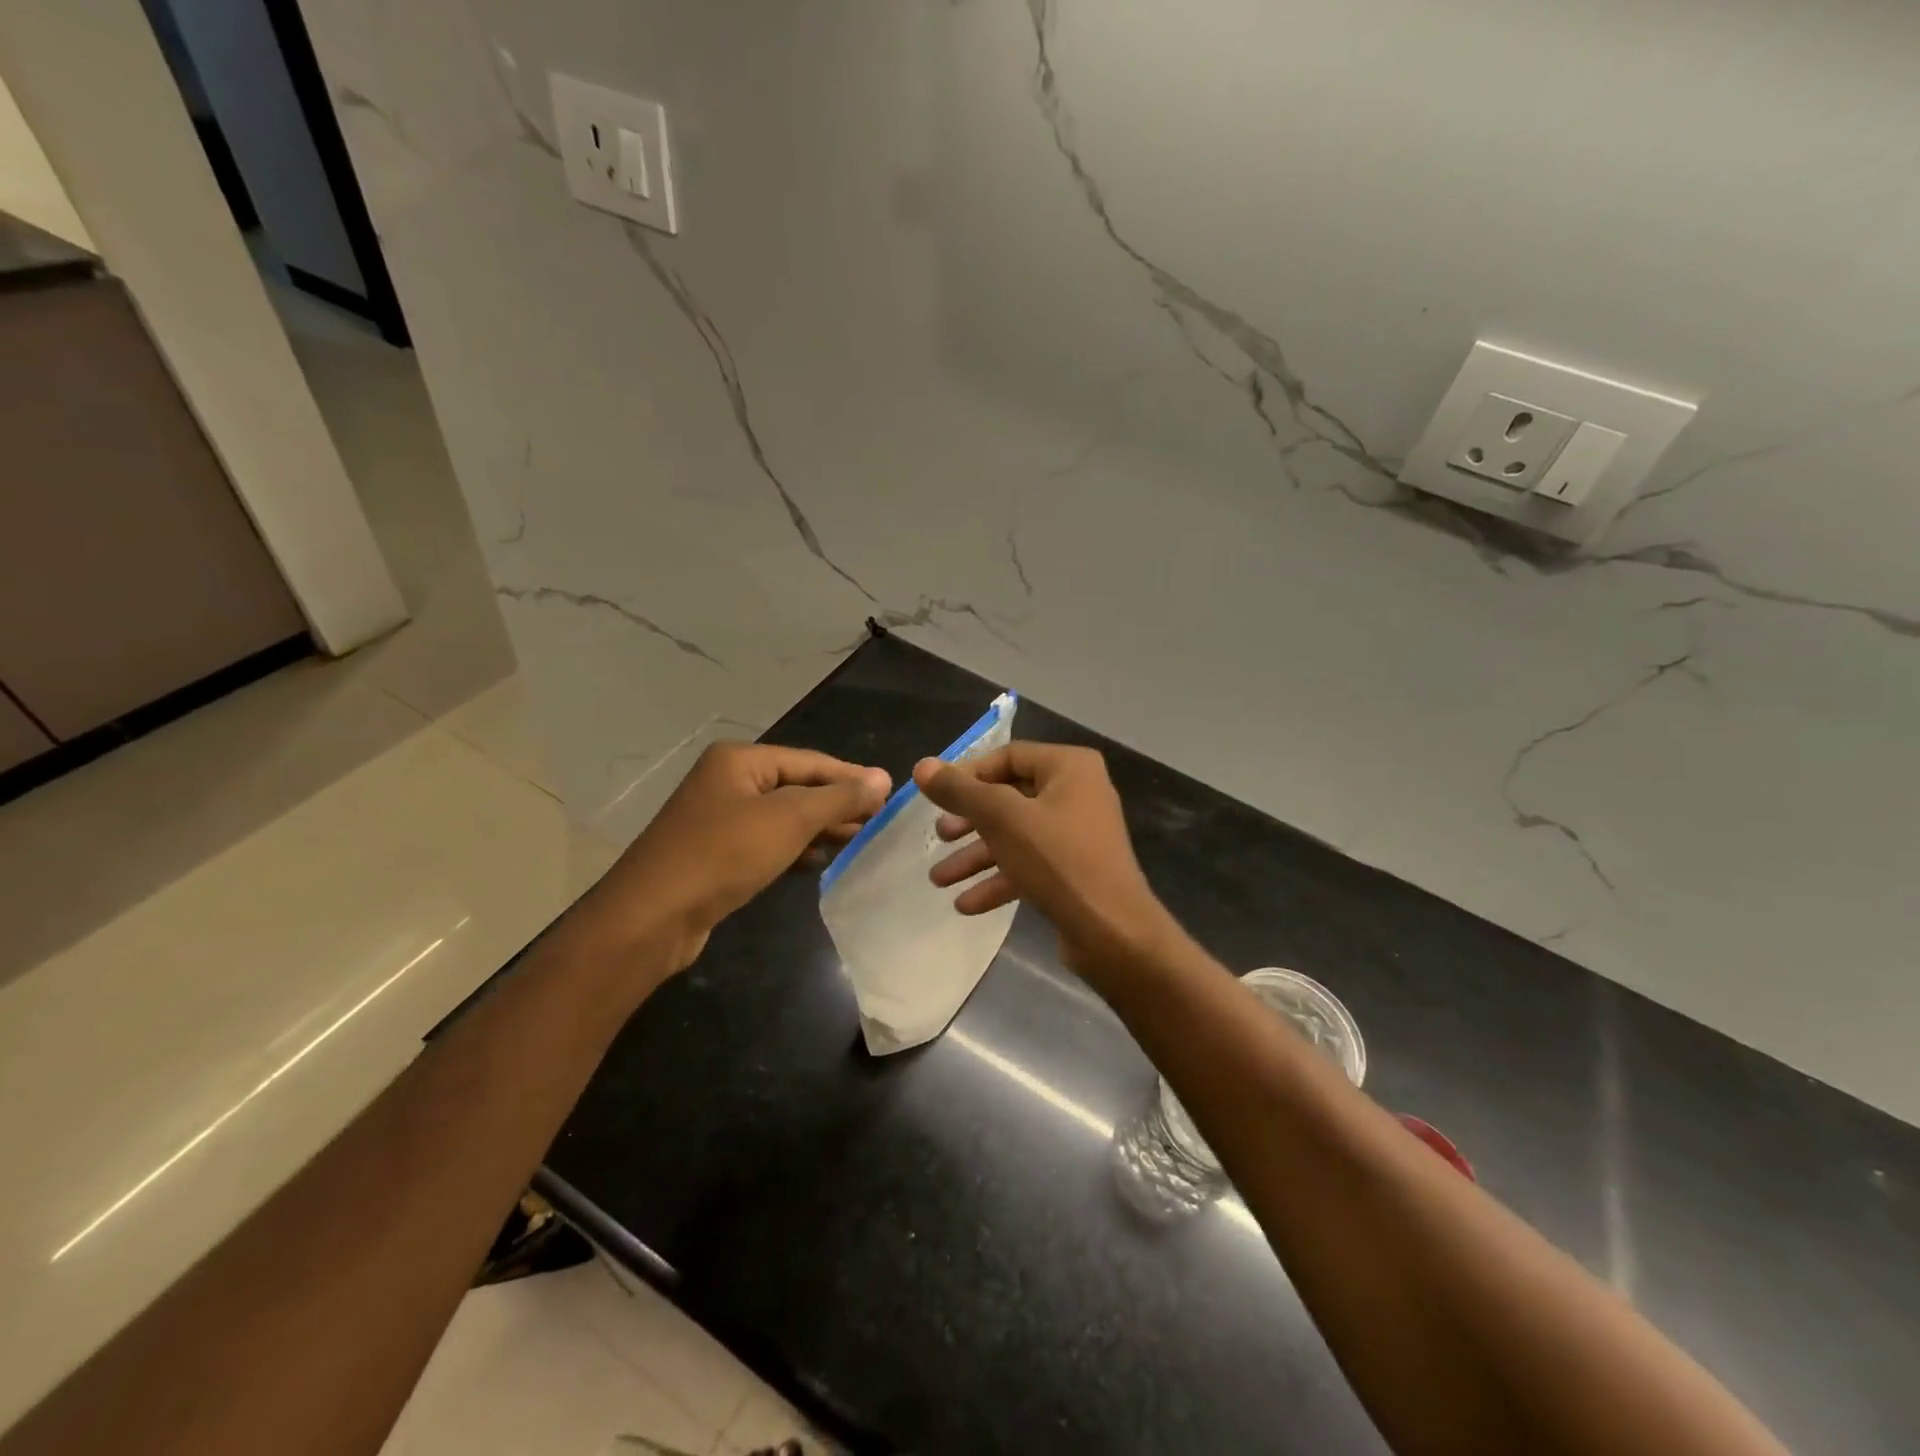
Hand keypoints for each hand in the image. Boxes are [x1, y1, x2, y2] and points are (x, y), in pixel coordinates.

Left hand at [584, 742, 888, 971]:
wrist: (651, 918)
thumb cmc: (722, 855)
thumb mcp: (789, 820)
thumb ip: (838, 797)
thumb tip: (883, 777)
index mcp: (740, 760)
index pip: (811, 761)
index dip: (852, 778)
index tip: (890, 797)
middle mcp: (728, 781)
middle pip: (797, 786)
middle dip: (837, 805)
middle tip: (879, 824)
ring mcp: (720, 818)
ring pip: (783, 816)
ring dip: (820, 828)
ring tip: (859, 842)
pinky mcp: (717, 853)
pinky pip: (767, 841)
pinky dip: (795, 849)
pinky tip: (819, 861)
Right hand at [913, 742, 1175, 974]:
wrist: (1113, 932)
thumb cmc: (1057, 860)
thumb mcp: (1001, 819)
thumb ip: (960, 791)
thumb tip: (923, 766)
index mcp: (1069, 767)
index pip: (1007, 756)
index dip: (967, 775)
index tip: (935, 797)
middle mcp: (1078, 792)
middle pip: (1009, 797)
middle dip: (969, 821)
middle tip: (938, 837)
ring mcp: (1078, 834)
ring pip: (1016, 836)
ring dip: (977, 856)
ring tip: (939, 879)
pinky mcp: (1076, 871)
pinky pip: (1030, 865)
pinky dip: (999, 879)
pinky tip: (966, 905)